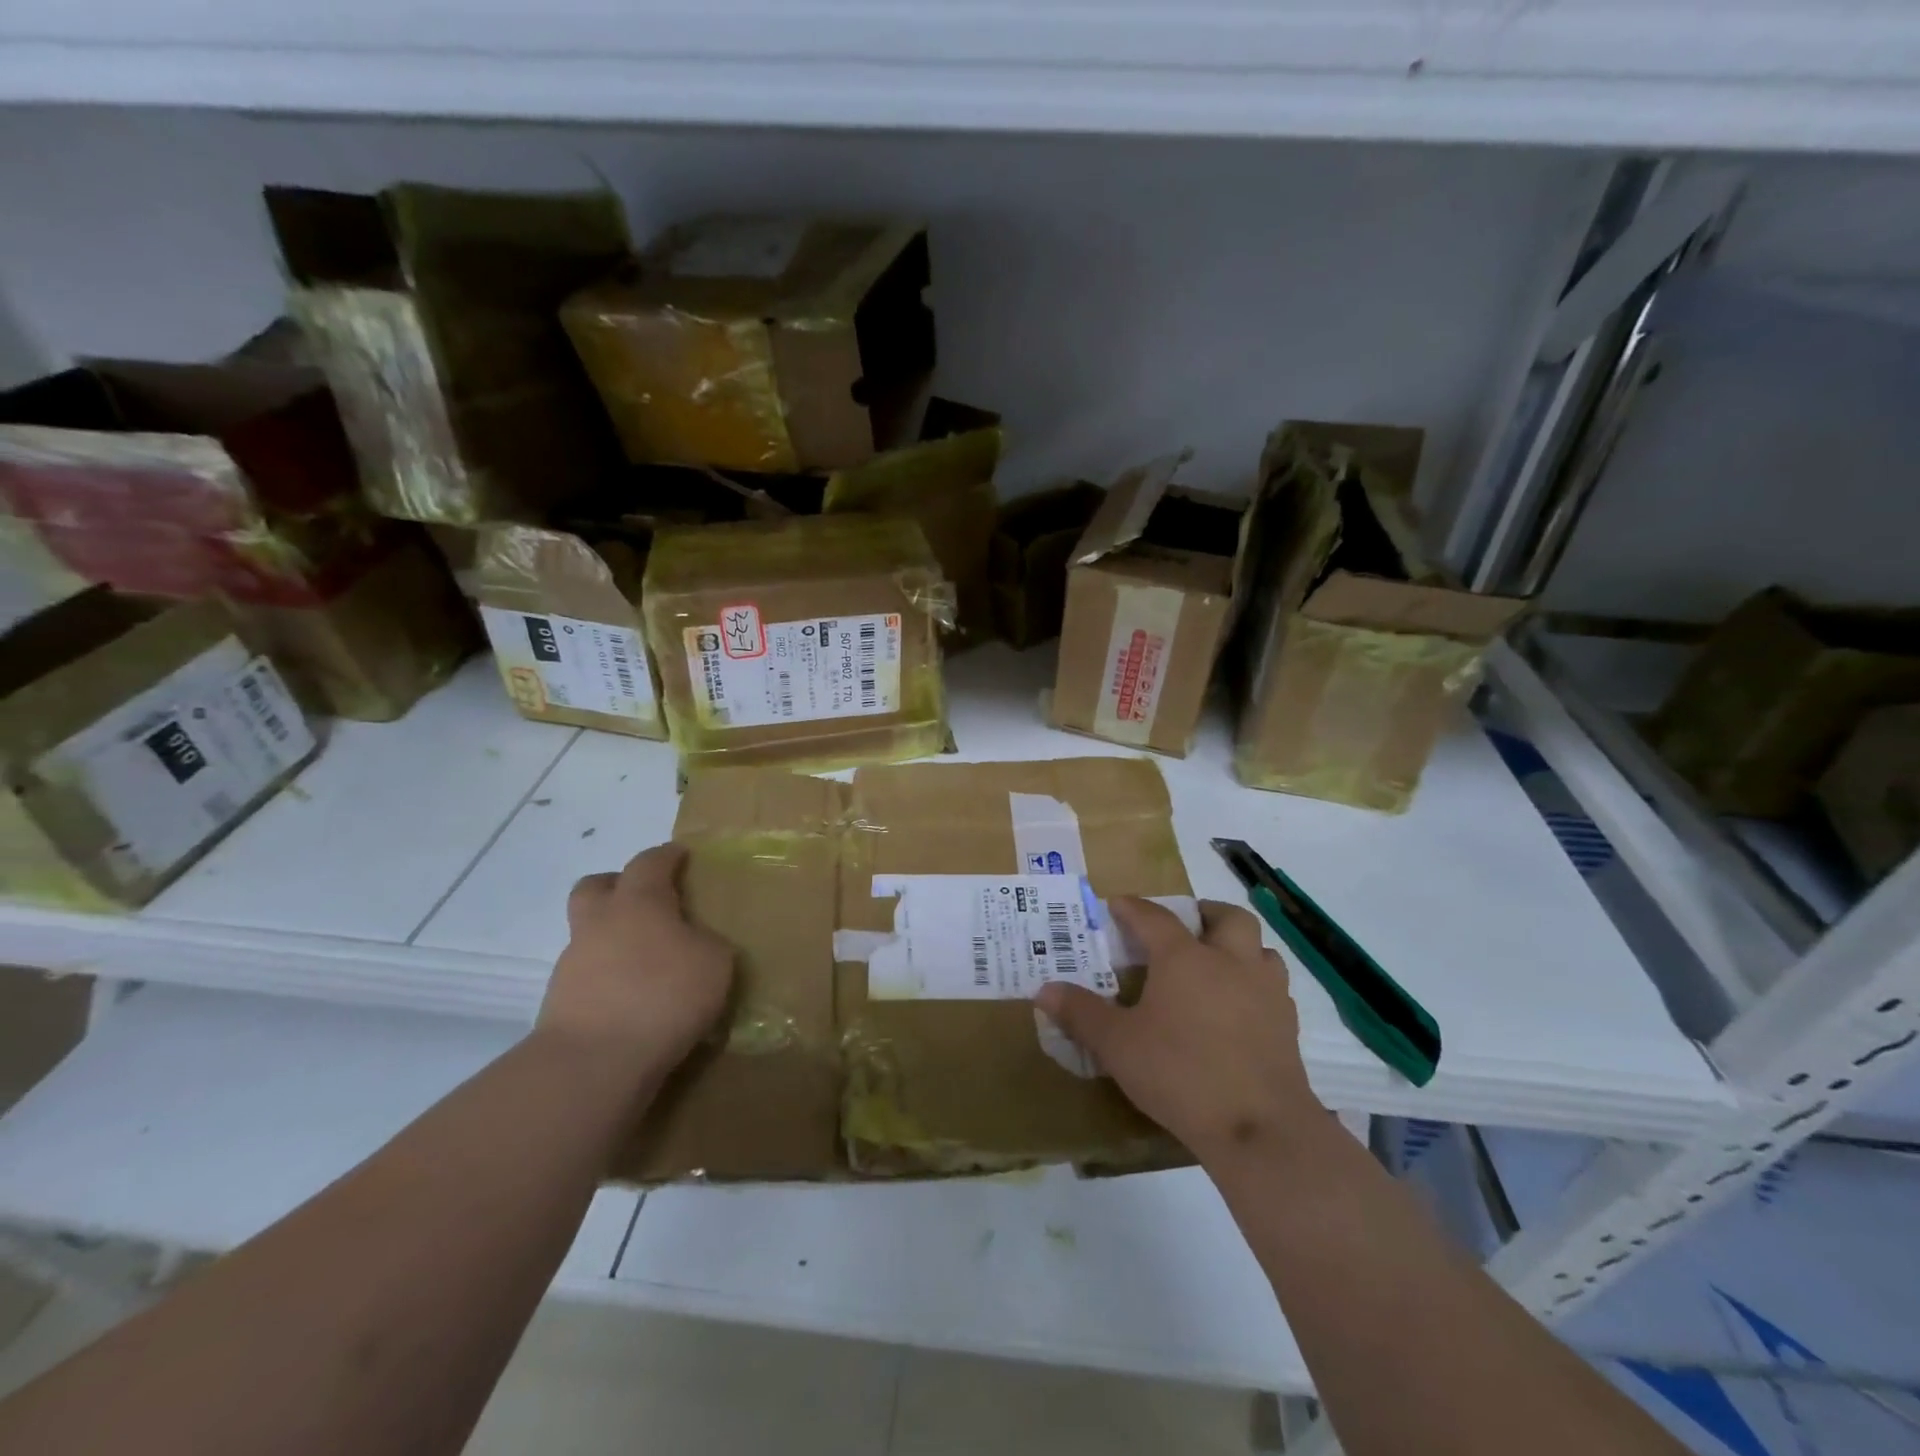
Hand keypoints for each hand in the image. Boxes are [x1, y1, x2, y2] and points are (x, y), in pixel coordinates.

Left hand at [538, 843, 733, 1076]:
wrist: (594, 1062)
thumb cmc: (664, 995)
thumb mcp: (715, 962)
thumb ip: (707, 943)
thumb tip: (696, 943)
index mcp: (639, 901)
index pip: (650, 862)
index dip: (667, 856)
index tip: (681, 855)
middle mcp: (600, 922)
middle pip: (596, 886)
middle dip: (617, 884)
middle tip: (645, 898)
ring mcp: (574, 963)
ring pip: (590, 933)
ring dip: (613, 937)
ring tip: (646, 960)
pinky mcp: (561, 1003)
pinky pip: (589, 975)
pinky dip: (609, 977)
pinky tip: (633, 997)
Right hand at [1035, 898, 1320, 1162]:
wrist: (1259, 1128)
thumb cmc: (1180, 1074)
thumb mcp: (1117, 1046)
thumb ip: (1081, 1014)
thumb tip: (1044, 990)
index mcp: (1184, 959)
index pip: (1155, 918)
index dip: (1133, 908)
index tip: (1117, 904)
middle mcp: (1230, 963)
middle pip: (1227, 917)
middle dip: (1204, 913)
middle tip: (1185, 925)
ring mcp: (1266, 993)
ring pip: (1261, 949)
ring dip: (1240, 947)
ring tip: (1218, 963)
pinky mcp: (1288, 1026)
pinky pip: (1274, 988)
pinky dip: (1256, 985)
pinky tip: (1240, 1009)